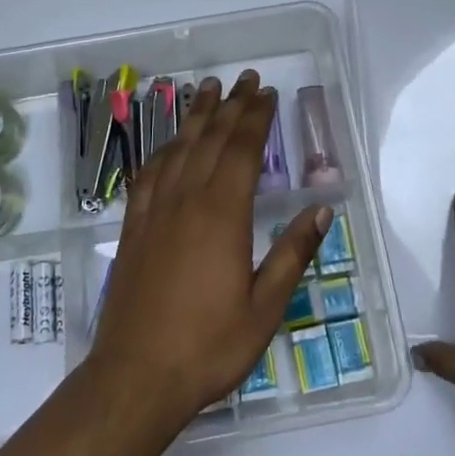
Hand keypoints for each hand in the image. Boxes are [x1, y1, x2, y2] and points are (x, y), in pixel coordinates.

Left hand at [87, 71, 330, 428]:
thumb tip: (321, 210)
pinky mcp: (133, 226)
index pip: (242, 149)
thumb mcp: (265, 308)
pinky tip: (169, 144)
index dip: (256, 118)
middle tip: (245, 78)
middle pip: (211, 139)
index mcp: (222, 214)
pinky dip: (163, 149)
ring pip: (178, 147)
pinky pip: (149, 173)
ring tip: (208, 88)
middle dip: (231, 105)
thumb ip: (292, 254)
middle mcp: (187, 200)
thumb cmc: (208, 346)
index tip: (267, 94)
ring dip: (196, 115)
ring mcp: (155, 210)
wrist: (135, 377)